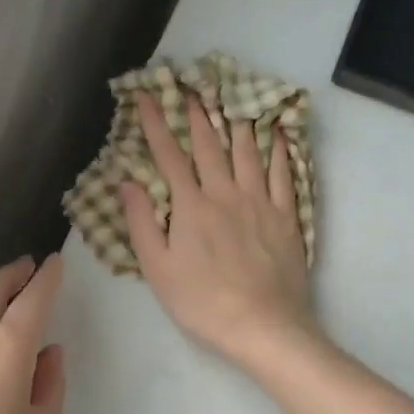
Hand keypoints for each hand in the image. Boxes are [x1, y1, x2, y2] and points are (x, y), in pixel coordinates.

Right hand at [121, 94, 316, 369]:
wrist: (263, 326)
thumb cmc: (203, 303)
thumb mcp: (158, 269)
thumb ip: (142, 223)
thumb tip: (127, 181)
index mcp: (191, 206)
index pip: (169, 156)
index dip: (156, 123)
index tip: (146, 96)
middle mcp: (225, 194)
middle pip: (210, 145)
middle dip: (197, 114)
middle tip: (192, 87)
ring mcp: (260, 202)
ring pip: (248, 151)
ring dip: (237, 121)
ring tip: (232, 97)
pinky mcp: (287, 216)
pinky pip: (284, 173)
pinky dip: (279, 149)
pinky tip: (276, 132)